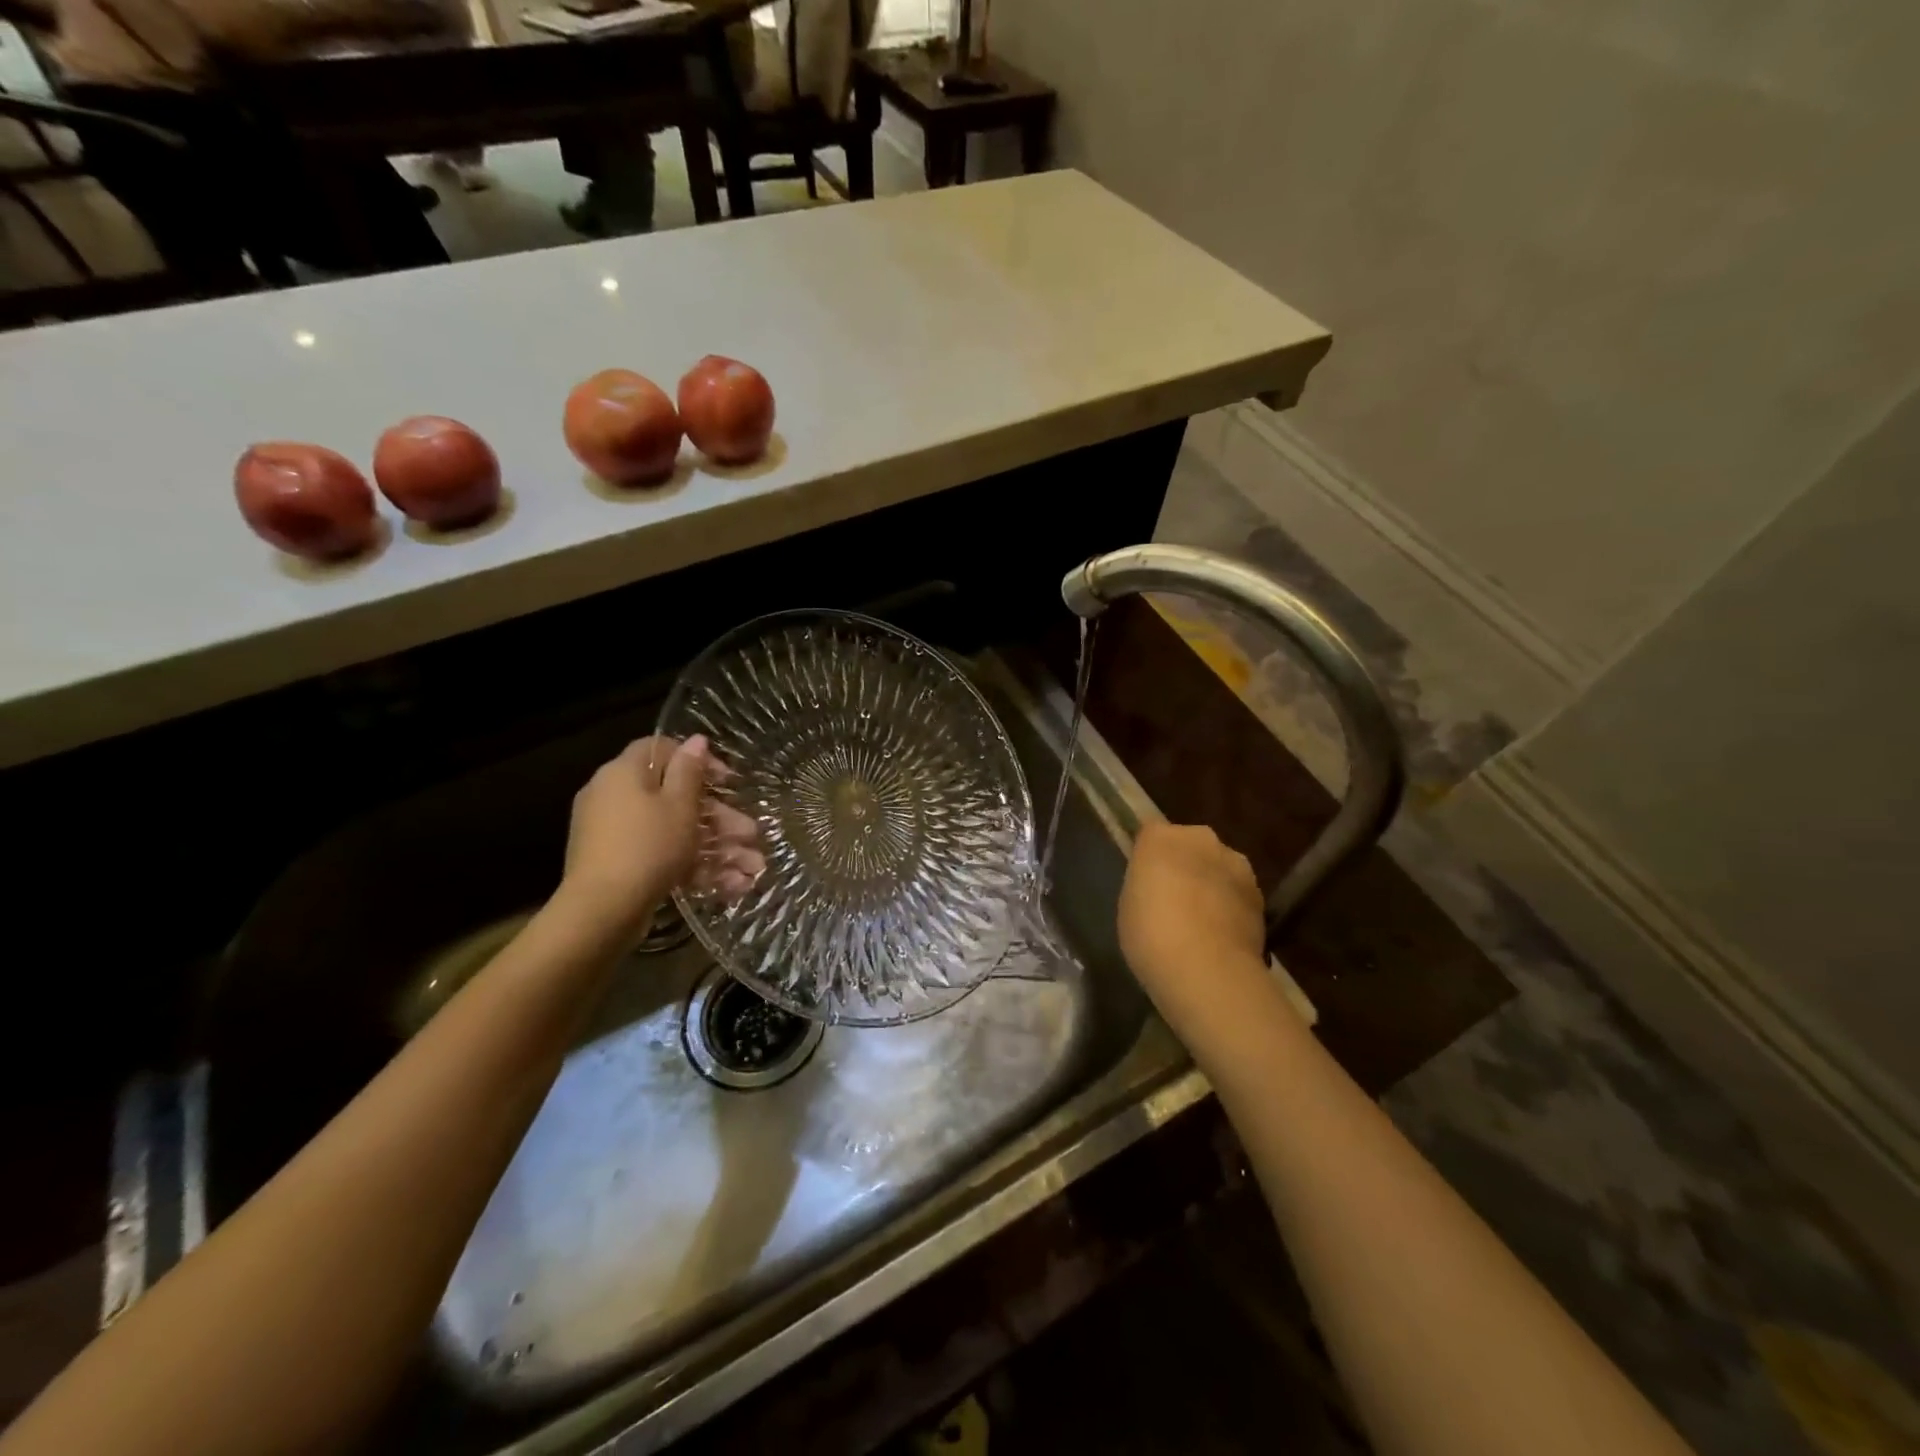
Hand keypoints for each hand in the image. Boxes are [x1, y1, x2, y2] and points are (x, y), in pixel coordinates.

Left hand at [559, 735, 763, 935]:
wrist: (601, 912)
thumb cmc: (648, 847)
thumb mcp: (679, 805)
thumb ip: (690, 771)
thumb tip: (697, 740)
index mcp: (624, 773)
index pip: (661, 750)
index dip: (698, 761)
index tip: (728, 781)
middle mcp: (614, 797)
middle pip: (675, 797)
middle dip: (720, 818)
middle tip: (750, 834)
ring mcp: (615, 835)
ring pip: (675, 832)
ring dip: (717, 848)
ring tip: (753, 869)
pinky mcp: (621, 866)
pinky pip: (662, 856)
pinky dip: (695, 868)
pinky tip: (732, 887)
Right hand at [1118, 821, 1266, 1011]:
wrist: (1207, 970)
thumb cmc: (1151, 935)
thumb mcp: (1130, 905)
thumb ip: (1146, 885)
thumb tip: (1161, 887)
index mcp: (1160, 838)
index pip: (1150, 836)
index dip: (1149, 859)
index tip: (1145, 883)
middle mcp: (1200, 838)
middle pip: (1189, 845)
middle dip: (1184, 866)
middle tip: (1173, 900)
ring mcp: (1235, 864)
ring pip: (1218, 868)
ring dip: (1211, 884)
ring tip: (1201, 922)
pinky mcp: (1260, 893)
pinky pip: (1237, 893)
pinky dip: (1231, 907)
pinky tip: (1221, 936)